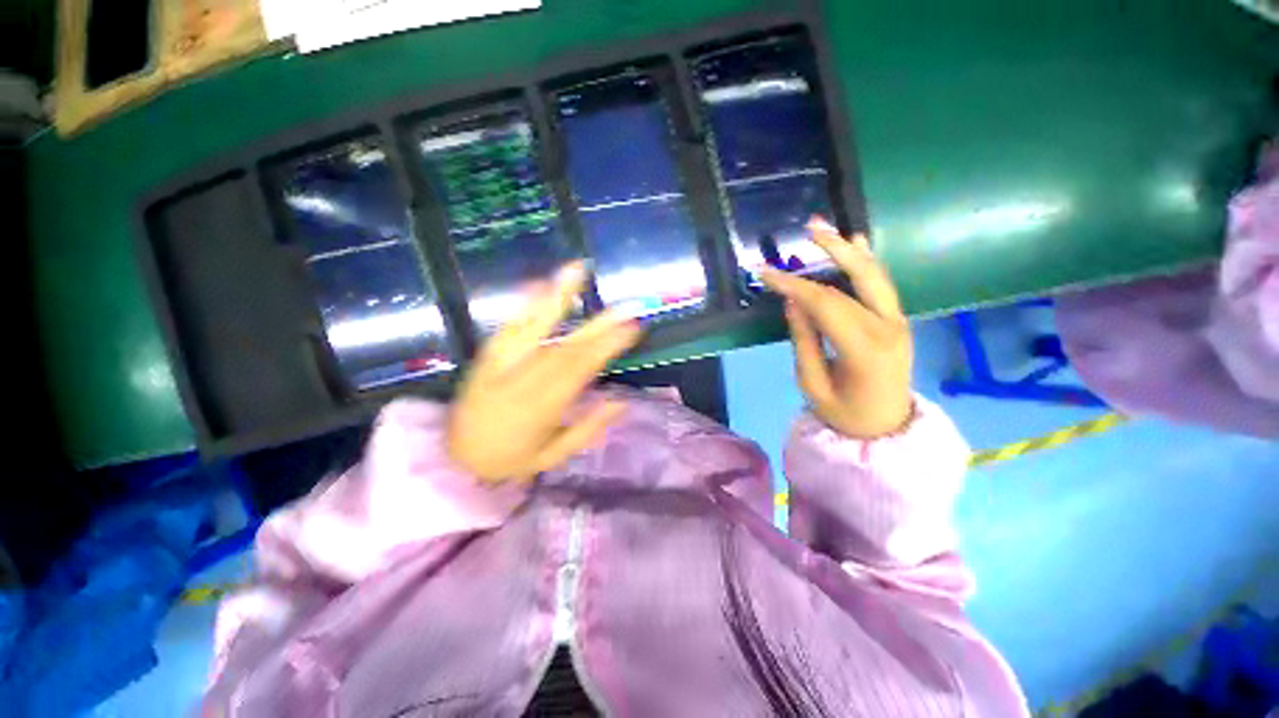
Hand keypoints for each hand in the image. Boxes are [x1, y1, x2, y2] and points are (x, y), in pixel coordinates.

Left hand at [448, 262, 642, 482]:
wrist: (452, 458)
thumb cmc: (510, 459)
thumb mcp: (552, 456)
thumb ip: (588, 429)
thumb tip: (623, 400)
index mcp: (537, 409)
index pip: (579, 370)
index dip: (607, 346)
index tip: (634, 328)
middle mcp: (518, 380)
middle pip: (564, 347)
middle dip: (599, 325)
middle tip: (626, 306)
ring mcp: (498, 362)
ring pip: (532, 327)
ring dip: (557, 297)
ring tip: (578, 270)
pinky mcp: (486, 354)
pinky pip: (508, 325)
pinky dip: (526, 303)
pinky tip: (540, 282)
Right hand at [760, 218, 913, 438]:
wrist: (886, 427)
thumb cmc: (844, 412)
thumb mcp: (813, 383)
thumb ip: (804, 340)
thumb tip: (792, 302)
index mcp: (864, 349)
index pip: (825, 304)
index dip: (793, 285)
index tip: (766, 273)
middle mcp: (887, 327)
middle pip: (855, 280)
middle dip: (830, 250)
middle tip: (808, 228)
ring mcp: (898, 321)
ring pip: (873, 275)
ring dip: (849, 249)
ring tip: (825, 228)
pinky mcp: (897, 320)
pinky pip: (881, 285)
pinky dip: (867, 262)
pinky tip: (858, 243)